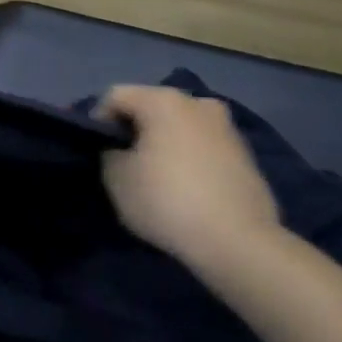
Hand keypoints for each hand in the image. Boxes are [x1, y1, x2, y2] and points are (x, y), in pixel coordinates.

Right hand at [95, 86, 280, 267]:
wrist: (240, 244)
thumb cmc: (168, 201)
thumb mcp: (116, 178)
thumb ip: (108, 153)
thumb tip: (119, 150)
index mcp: (163, 100)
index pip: (115, 97)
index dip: (97, 120)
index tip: (94, 150)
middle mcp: (197, 103)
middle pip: (151, 108)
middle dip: (134, 130)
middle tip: (122, 162)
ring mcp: (227, 128)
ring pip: (180, 127)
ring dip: (163, 144)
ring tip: (155, 177)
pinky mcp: (246, 156)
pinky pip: (203, 148)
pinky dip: (189, 159)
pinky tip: (185, 189)